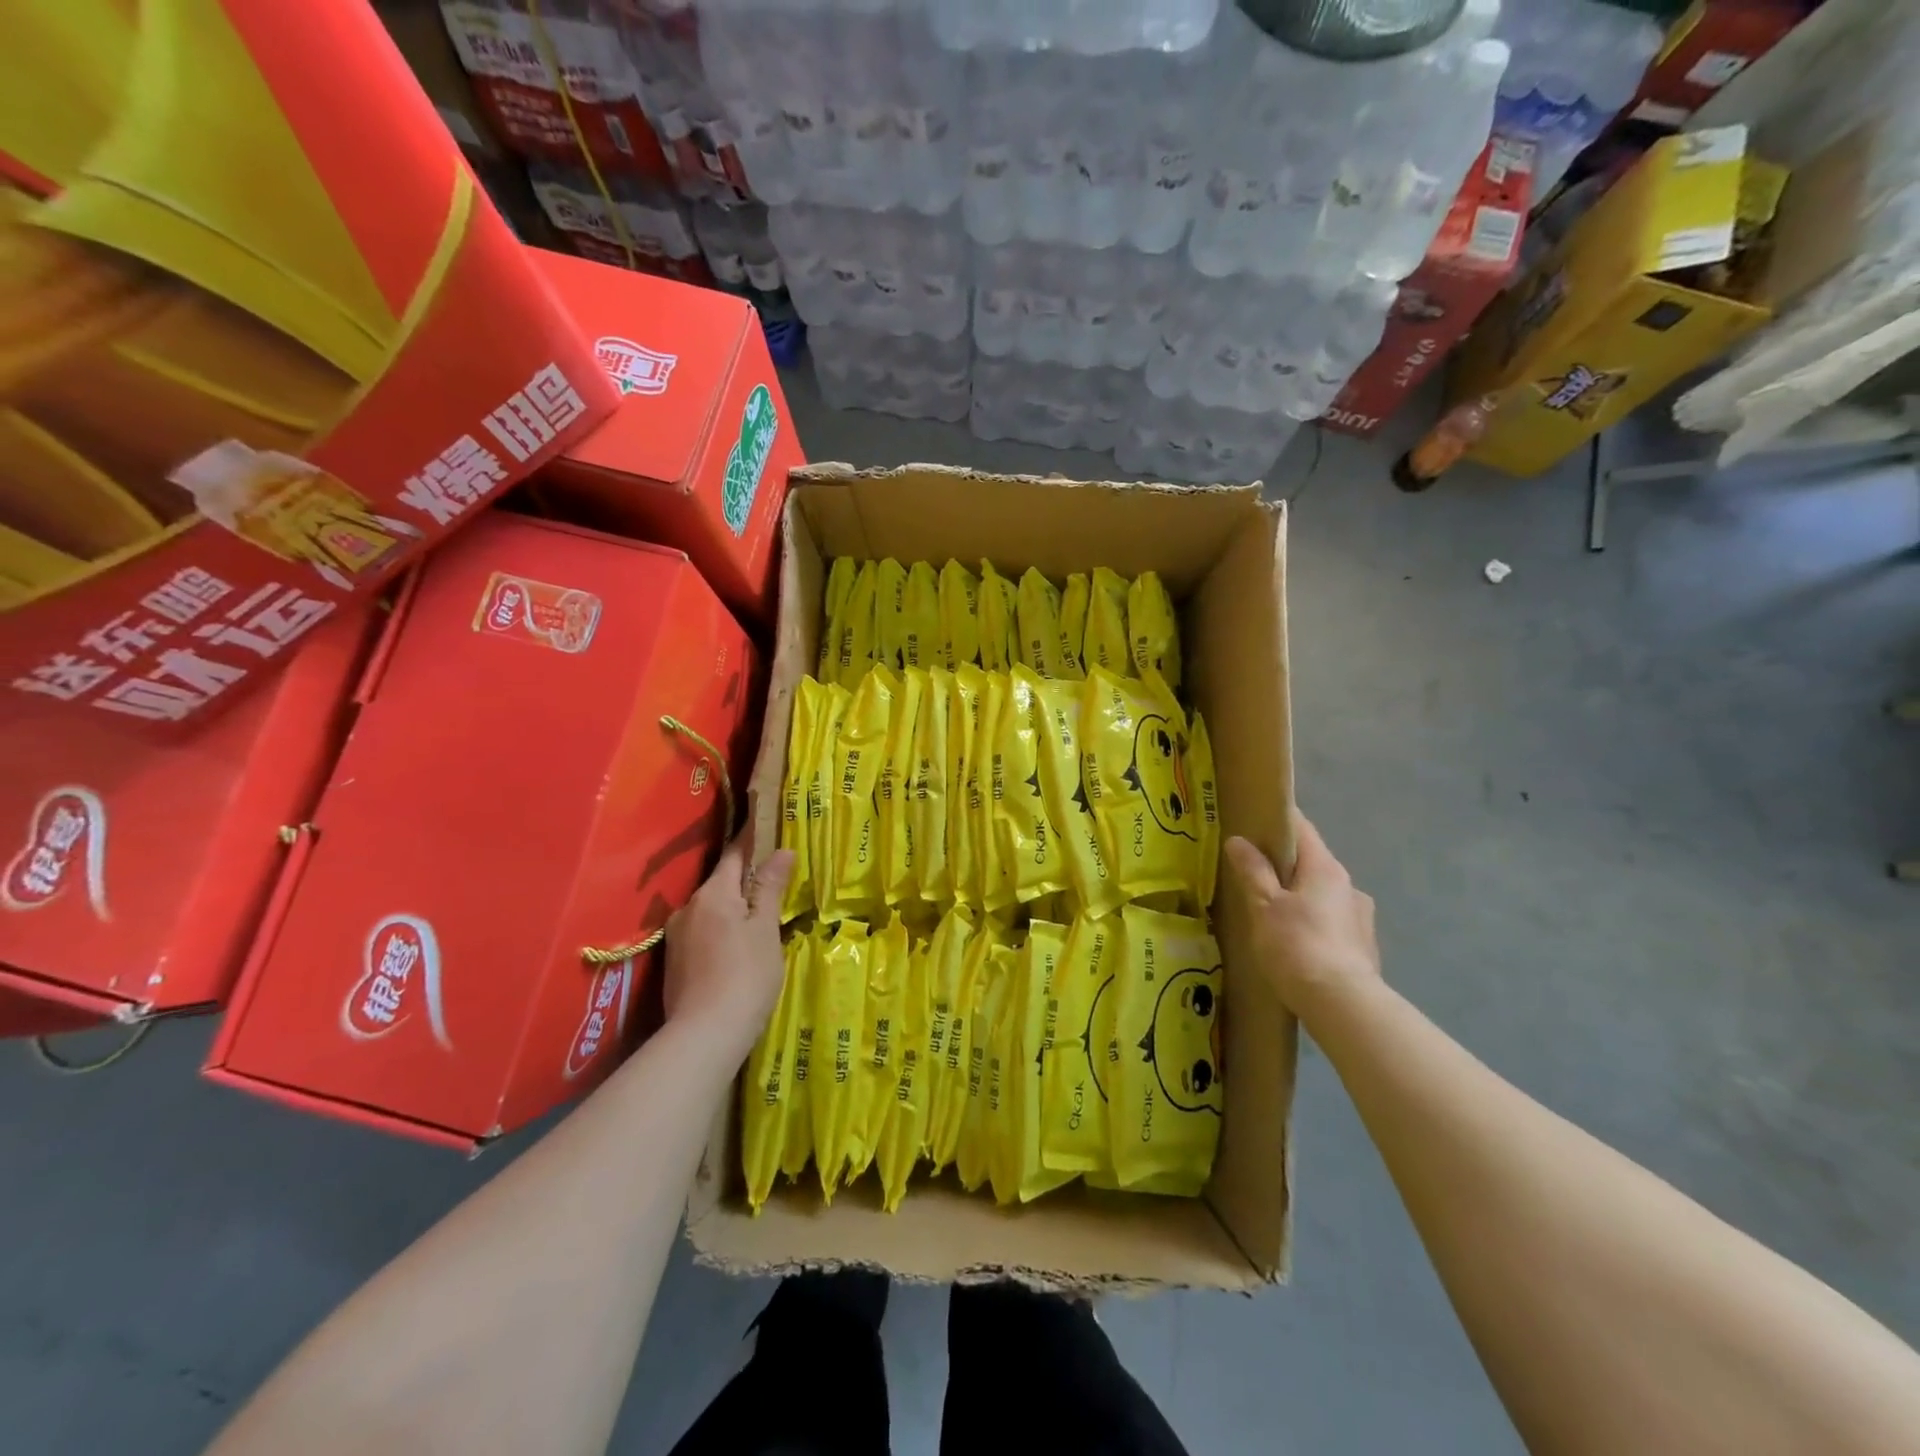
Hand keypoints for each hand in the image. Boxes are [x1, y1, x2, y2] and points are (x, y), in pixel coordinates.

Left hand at [662, 837, 794, 1064]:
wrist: (704, 1035)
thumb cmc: (745, 975)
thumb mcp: (765, 929)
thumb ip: (770, 888)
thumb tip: (782, 851)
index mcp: (712, 894)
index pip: (734, 855)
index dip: (751, 839)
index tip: (764, 824)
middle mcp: (688, 908)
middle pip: (721, 883)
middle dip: (744, 878)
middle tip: (773, 879)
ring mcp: (678, 937)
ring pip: (711, 910)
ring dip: (732, 908)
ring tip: (758, 917)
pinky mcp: (675, 963)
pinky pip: (703, 933)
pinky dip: (722, 930)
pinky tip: (737, 947)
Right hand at [1225, 812, 1379, 1017]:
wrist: (1342, 1005)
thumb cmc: (1297, 946)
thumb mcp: (1263, 905)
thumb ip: (1252, 870)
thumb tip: (1239, 840)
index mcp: (1325, 868)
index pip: (1302, 828)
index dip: (1277, 822)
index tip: (1253, 823)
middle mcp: (1349, 885)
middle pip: (1312, 862)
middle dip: (1285, 865)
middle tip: (1253, 875)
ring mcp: (1361, 917)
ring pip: (1323, 895)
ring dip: (1301, 897)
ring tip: (1274, 916)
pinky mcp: (1364, 946)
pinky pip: (1332, 923)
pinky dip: (1314, 924)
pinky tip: (1297, 945)